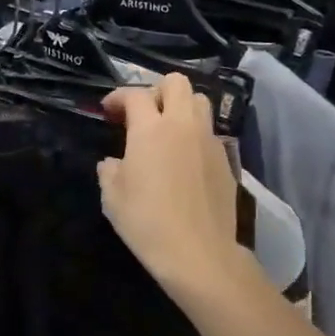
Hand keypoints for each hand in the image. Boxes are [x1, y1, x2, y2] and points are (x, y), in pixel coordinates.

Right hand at [97, 74, 241, 287]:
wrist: (198, 253)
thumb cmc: (147, 222)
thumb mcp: (113, 197)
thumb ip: (110, 170)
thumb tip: (113, 162)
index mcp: (150, 129)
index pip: (136, 95)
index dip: (119, 97)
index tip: (109, 111)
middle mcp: (183, 125)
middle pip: (177, 83)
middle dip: (157, 91)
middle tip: (143, 114)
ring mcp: (209, 141)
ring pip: (200, 102)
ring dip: (181, 107)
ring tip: (167, 130)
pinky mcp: (226, 160)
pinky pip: (210, 132)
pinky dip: (195, 134)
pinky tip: (184, 159)